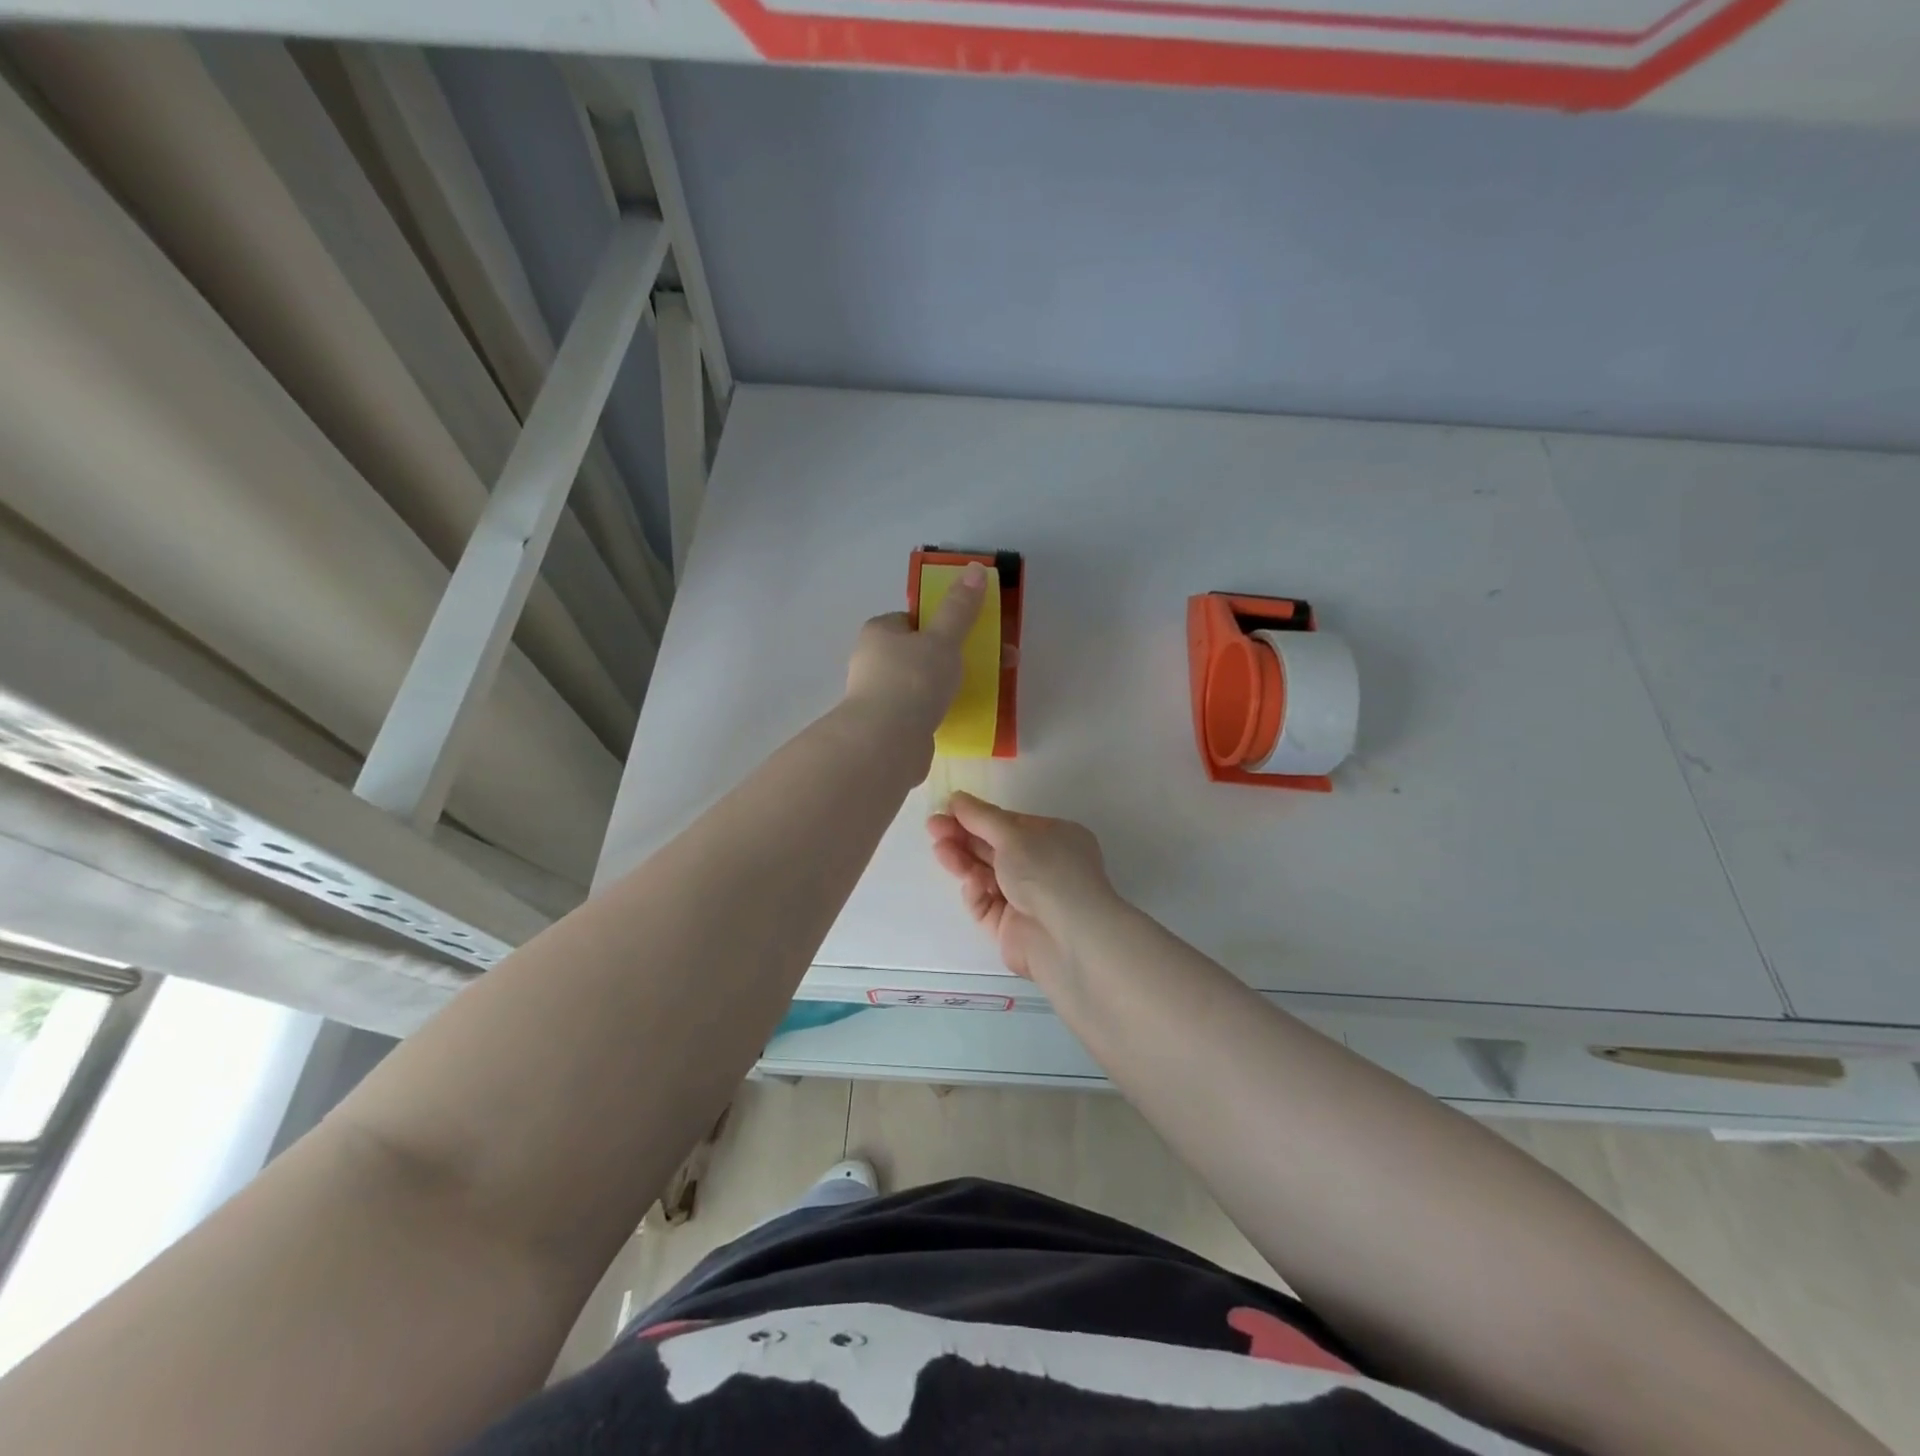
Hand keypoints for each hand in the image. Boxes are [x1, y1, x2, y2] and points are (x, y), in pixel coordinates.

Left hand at [844, 562, 987, 739]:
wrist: (886, 744)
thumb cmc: (912, 681)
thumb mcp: (943, 639)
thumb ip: (960, 608)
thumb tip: (976, 568)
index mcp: (879, 632)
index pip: (913, 619)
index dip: (942, 623)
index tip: (971, 634)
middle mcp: (873, 661)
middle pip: (921, 651)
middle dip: (957, 655)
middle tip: (994, 662)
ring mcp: (879, 696)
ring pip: (923, 682)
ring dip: (950, 685)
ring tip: (986, 691)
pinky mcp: (889, 726)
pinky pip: (920, 710)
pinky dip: (940, 710)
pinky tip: (960, 716)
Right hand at [926, 792, 1116, 980]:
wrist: (1068, 937)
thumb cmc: (1048, 872)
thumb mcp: (1013, 835)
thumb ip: (981, 817)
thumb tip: (957, 798)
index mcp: (1055, 839)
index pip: (1011, 824)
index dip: (979, 816)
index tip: (948, 809)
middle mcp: (1044, 867)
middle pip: (996, 848)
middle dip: (965, 836)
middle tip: (933, 826)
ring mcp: (1027, 899)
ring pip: (987, 875)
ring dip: (963, 860)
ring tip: (939, 849)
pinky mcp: (1011, 927)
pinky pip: (987, 904)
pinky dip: (977, 893)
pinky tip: (972, 884)